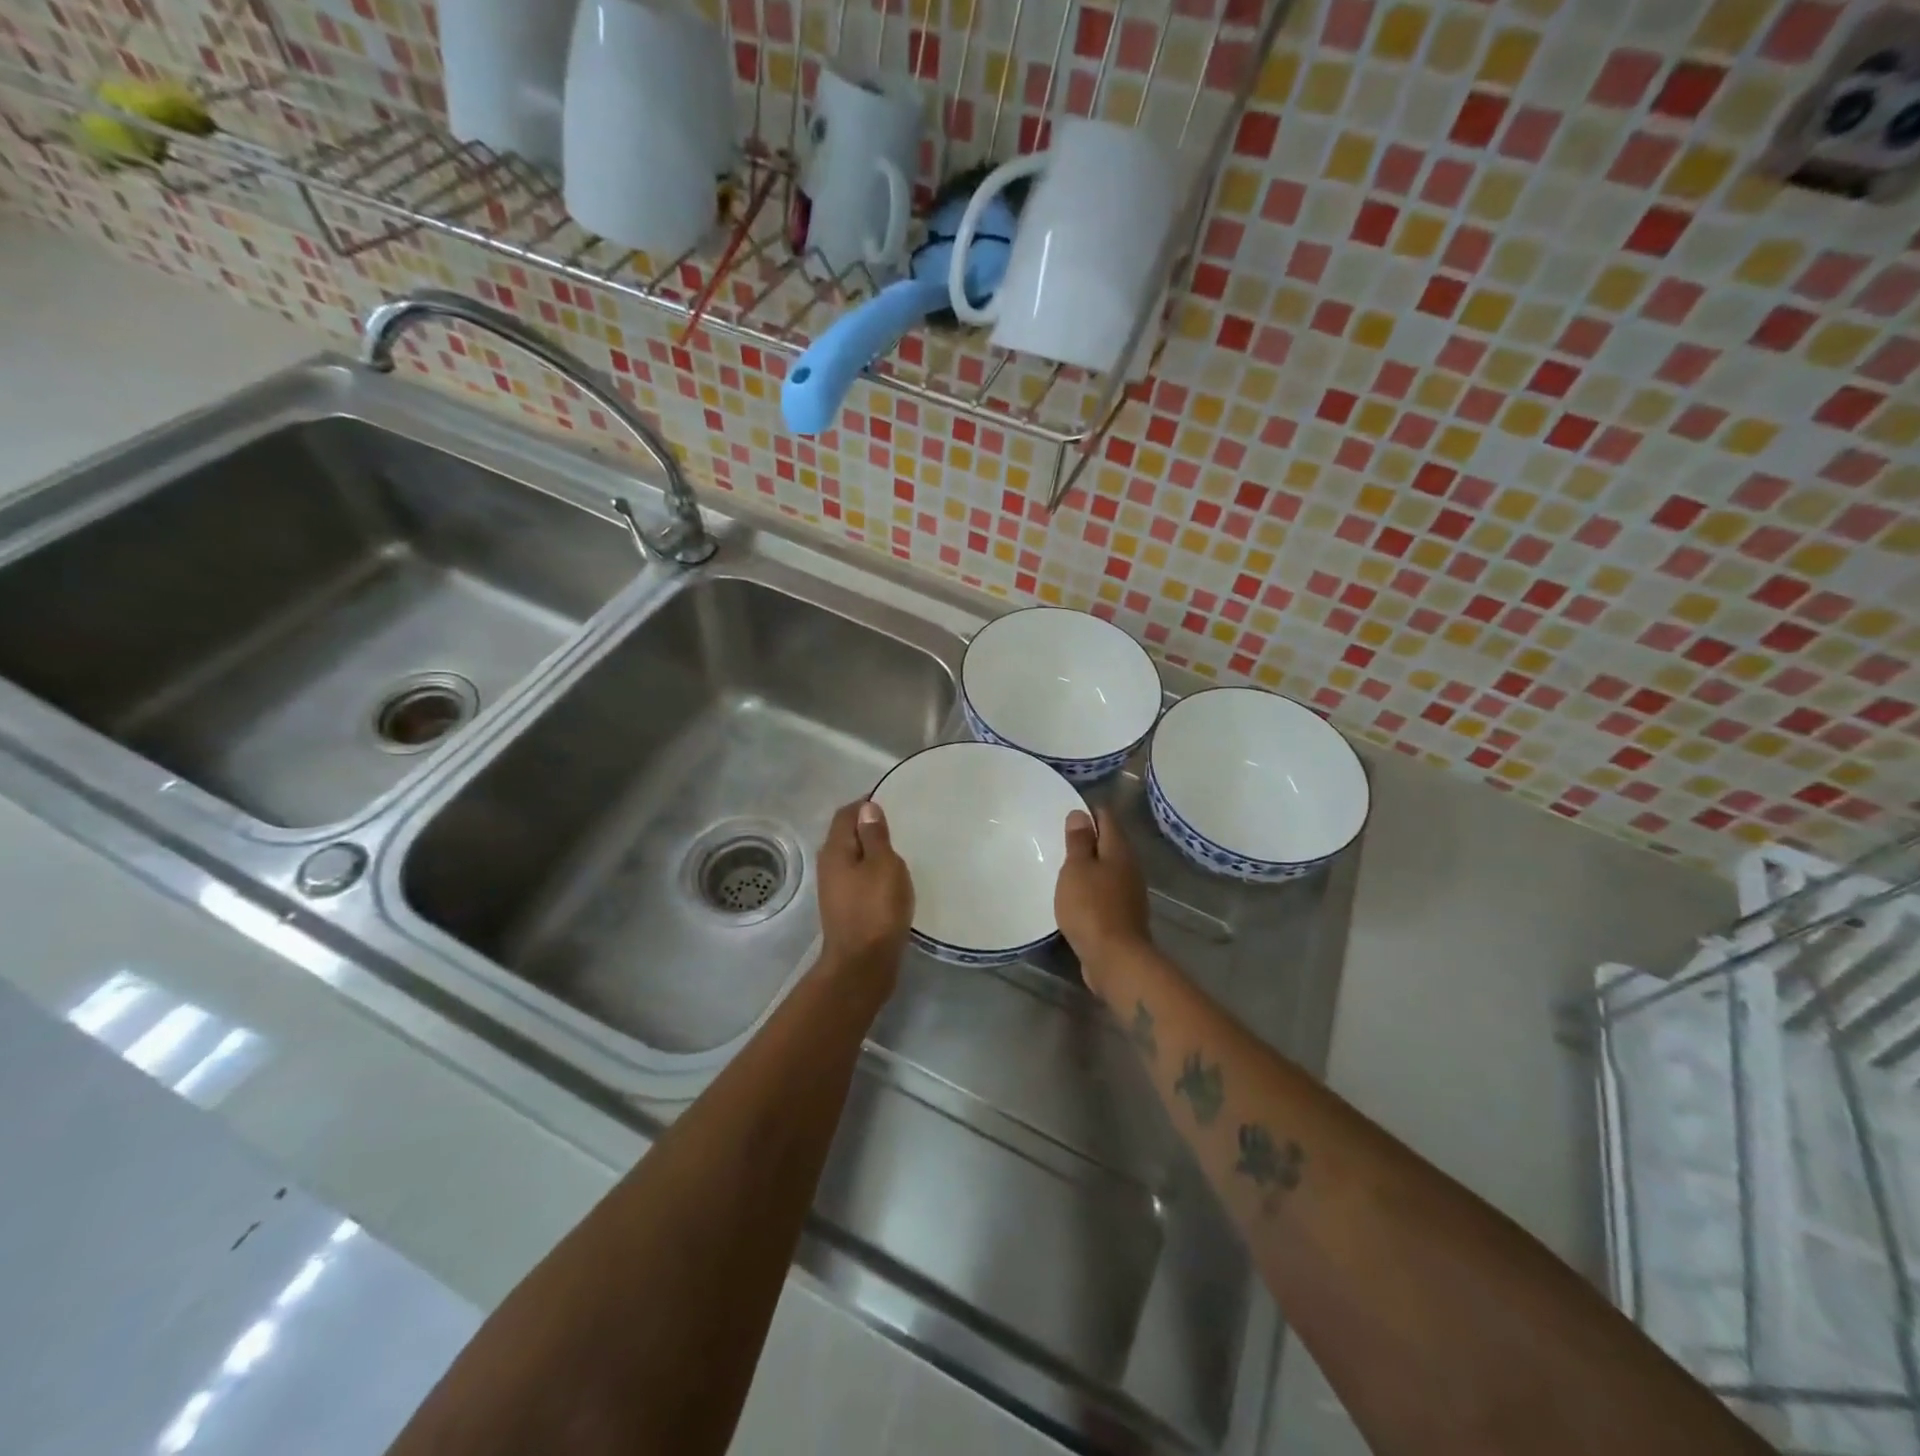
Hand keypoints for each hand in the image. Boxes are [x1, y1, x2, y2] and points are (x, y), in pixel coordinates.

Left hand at [815, 799, 913, 995]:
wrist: (862, 965)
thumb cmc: (876, 909)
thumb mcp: (883, 865)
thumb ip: (874, 836)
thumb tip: (866, 808)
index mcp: (835, 850)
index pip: (846, 814)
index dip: (865, 803)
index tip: (891, 799)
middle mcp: (829, 865)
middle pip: (846, 834)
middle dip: (868, 825)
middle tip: (899, 822)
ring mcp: (835, 888)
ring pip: (852, 857)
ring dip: (871, 850)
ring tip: (899, 848)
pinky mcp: (845, 907)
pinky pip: (858, 877)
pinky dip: (872, 870)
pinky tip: (891, 878)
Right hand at [1055, 806, 1151, 998]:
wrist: (1115, 958)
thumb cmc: (1091, 907)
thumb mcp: (1077, 869)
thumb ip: (1078, 841)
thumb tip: (1081, 814)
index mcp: (1119, 850)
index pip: (1106, 818)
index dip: (1088, 811)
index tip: (1067, 811)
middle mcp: (1129, 867)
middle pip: (1110, 842)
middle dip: (1089, 838)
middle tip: (1061, 836)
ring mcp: (1129, 892)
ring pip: (1109, 868)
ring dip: (1091, 865)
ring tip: (1065, 864)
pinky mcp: (1123, 915)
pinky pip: (1107, 891)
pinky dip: (1093, 887)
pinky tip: (1077, 894)